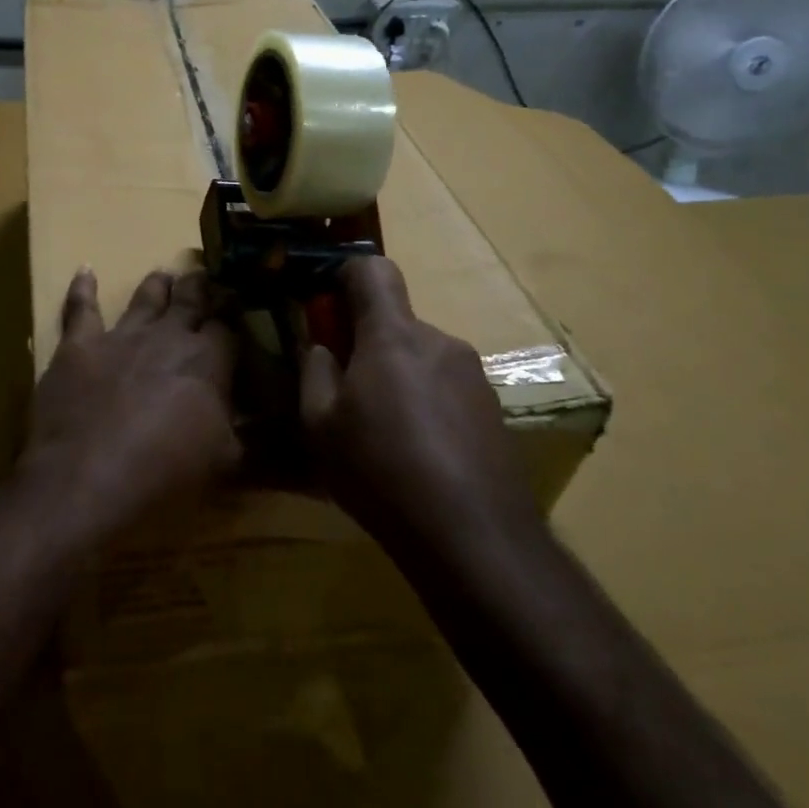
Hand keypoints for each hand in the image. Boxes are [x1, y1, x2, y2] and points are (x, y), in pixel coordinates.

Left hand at [29, 268, 239, 531]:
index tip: (239, 307)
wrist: (86, 480)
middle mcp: (167, 337)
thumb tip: (271, 424)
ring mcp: (121, 337)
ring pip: (145, 297)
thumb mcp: (225, 465)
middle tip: (206, 275)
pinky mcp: (79, 346)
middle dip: (200, 287)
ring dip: (157, 285)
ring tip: (164, 275)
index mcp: (207, 361)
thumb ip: (247, 436)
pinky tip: (85, 270)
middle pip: (189, 300)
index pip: (228, 326)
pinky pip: (80, 308)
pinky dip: (83, 288)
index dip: (234, 316)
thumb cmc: (164, 477)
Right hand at [299, 256, 540, 555]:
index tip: (327, 312)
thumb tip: (322, 348)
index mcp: (393, 335)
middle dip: (366, 343)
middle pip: (395, 321)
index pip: (372, 270)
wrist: (475, 538)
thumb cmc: (381, 471)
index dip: (345, 277)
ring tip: (384, 435)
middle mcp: (439, 342)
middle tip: (346, 394)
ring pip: (420, 357)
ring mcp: (473, 376)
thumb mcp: (319, 425)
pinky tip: (419, 455)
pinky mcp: (494, 410)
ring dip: (397, 377)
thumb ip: (314, 371)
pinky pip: (446, 388)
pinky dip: (426, 404)